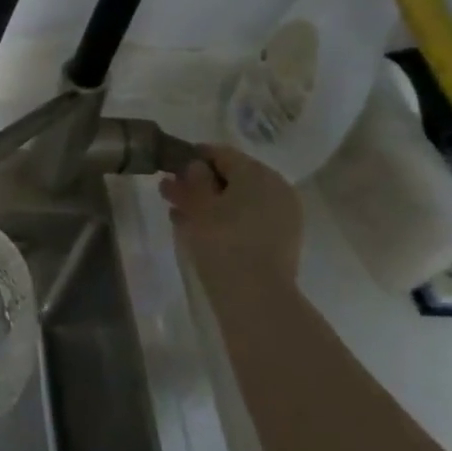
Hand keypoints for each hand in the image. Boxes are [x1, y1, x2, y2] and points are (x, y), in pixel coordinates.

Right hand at [161, 144, 303, 278]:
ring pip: (238, 201)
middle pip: (231, 177)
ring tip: (178, 214)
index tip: (169, 168)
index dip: (192, 157)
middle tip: (169, 192)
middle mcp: (276, 188)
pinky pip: (248, 220)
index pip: (221, 154)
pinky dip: (225, 220)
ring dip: (208, 203)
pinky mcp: (281, 240)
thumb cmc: (223, 241)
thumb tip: (194, 165)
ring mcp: (282, 215)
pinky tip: (199, 231)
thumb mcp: (199, 205)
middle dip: (199, 183)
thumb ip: (194, 179)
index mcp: (258, 173)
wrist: (256, 296)